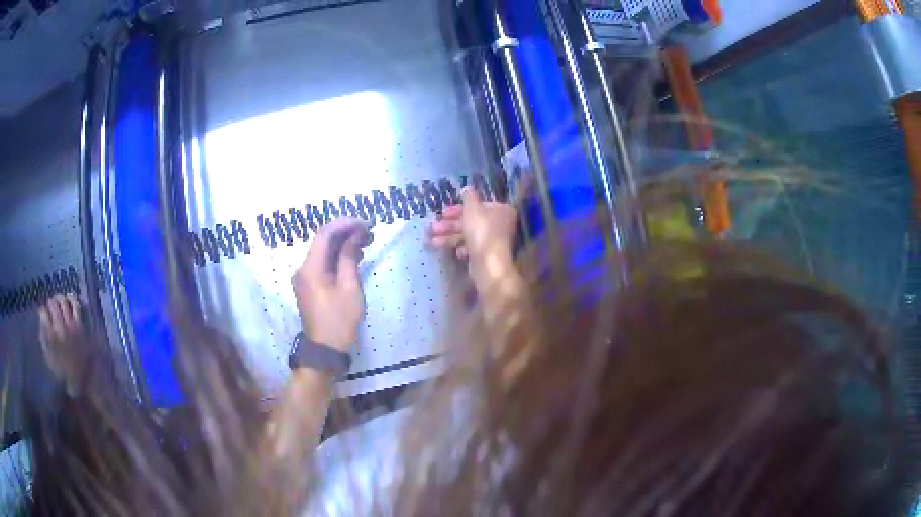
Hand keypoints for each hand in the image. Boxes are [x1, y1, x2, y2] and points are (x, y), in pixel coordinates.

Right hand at [38, 294, 88, 394]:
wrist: (83, 379)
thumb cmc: (63, 370)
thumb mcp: (48, 357)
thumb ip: (43, 338)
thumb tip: (41, 319)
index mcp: (51, 337)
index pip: (43, 313)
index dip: (42, 311)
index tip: (43, 313)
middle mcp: (60, 329)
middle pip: (52, 304)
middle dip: (50, 303)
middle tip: (50, 306)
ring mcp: (71, 326)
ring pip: (63, 301)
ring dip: (59, 298)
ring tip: (57, 300)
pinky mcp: (81, 325)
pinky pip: (76, 305)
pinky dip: (71, 298)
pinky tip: (68, 298)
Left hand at [292, 218, 370, 352]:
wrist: (324, 349)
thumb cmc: (339, 320)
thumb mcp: (349, 289)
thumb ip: (349, 259)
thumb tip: (355, 237)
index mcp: (310, 268)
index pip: (325, 234)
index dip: (345, 224)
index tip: (366, 224)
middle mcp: (303, 268)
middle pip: (323, 240)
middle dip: (346, 232)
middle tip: (369, 232)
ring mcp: (304, 277)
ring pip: (323, 251)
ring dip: (342, 244)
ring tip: (366, 241)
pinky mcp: (309, 284)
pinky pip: (322, 263)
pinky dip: (337, 256)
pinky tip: (354, 255)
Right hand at [430, 187, 517, 266]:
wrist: (488, 263)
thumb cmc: (481, 230)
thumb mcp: (472, 208)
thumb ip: (468, 196)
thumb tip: (467, 188)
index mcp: (501, 210)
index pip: (478, 206)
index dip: (459, 208)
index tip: (444, 212)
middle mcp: (500, 224)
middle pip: (471, 221)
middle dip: (450, 225)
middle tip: (433, 227)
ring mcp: (493, 241)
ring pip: (468, 235)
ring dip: (449, 237)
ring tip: (432, 241)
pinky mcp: (486, 255)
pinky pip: (471, 248)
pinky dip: (461, 248)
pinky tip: (456, 252)